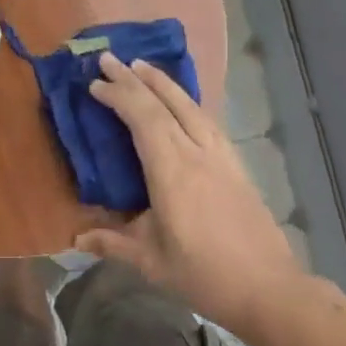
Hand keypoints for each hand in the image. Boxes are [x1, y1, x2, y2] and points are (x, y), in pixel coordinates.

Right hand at [75, 53, 308, 337]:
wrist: (270, 288)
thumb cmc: (205, 275)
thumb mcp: (151, 262)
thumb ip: (113, 243)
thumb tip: (75, 239)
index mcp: (172, 171)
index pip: (142, 118)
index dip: (118, 96)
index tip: (94, 85)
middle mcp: (197, 152)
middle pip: (165, 103)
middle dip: (135, 78)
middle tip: (109, 58)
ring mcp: (221, 155)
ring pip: (190, 105)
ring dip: (163, 82)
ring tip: (142, 66)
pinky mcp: (235, 163)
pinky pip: (206, 118)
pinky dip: (185, 100)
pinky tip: (181, 101)